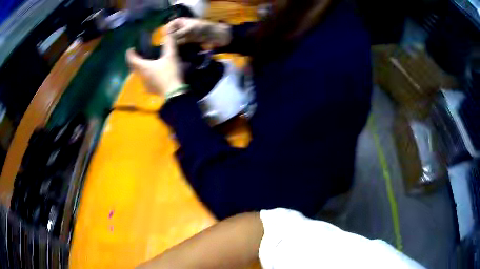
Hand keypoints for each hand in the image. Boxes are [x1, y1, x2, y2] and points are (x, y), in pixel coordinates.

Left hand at [126, 34, 182, 95]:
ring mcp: (145, 83)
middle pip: (133, 67)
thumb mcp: (171, 56)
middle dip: (133, 60)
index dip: (130, 53)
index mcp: (143, 66)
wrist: (174, 93)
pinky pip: (144, 80)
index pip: (132, 59)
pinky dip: (145, 75)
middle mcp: (141, 75)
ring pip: (139, 74)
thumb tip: (167, 30)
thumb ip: (168, 43)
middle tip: (137, 55)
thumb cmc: (169, 72)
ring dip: (139, 68)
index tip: (130, 49)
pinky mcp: (150, 89)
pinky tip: (151, 74)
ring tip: (144, 63)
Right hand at [166, 18, 230, 47]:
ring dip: (172, 44)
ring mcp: (182, 35)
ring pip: (174, 40)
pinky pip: (179, 45)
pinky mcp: (186, 42)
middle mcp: (180, 28)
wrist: (214, 35)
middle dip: (168, 39)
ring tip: (169, 50)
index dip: (166, 32)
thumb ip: (179, 33)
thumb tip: (169, 38)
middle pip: (170, 34)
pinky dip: (177, 48)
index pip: (169, 26)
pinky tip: (174, 52)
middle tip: (166, 47)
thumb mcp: (190, 29)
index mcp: (180, 21)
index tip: (165, 38)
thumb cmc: (203, 28)